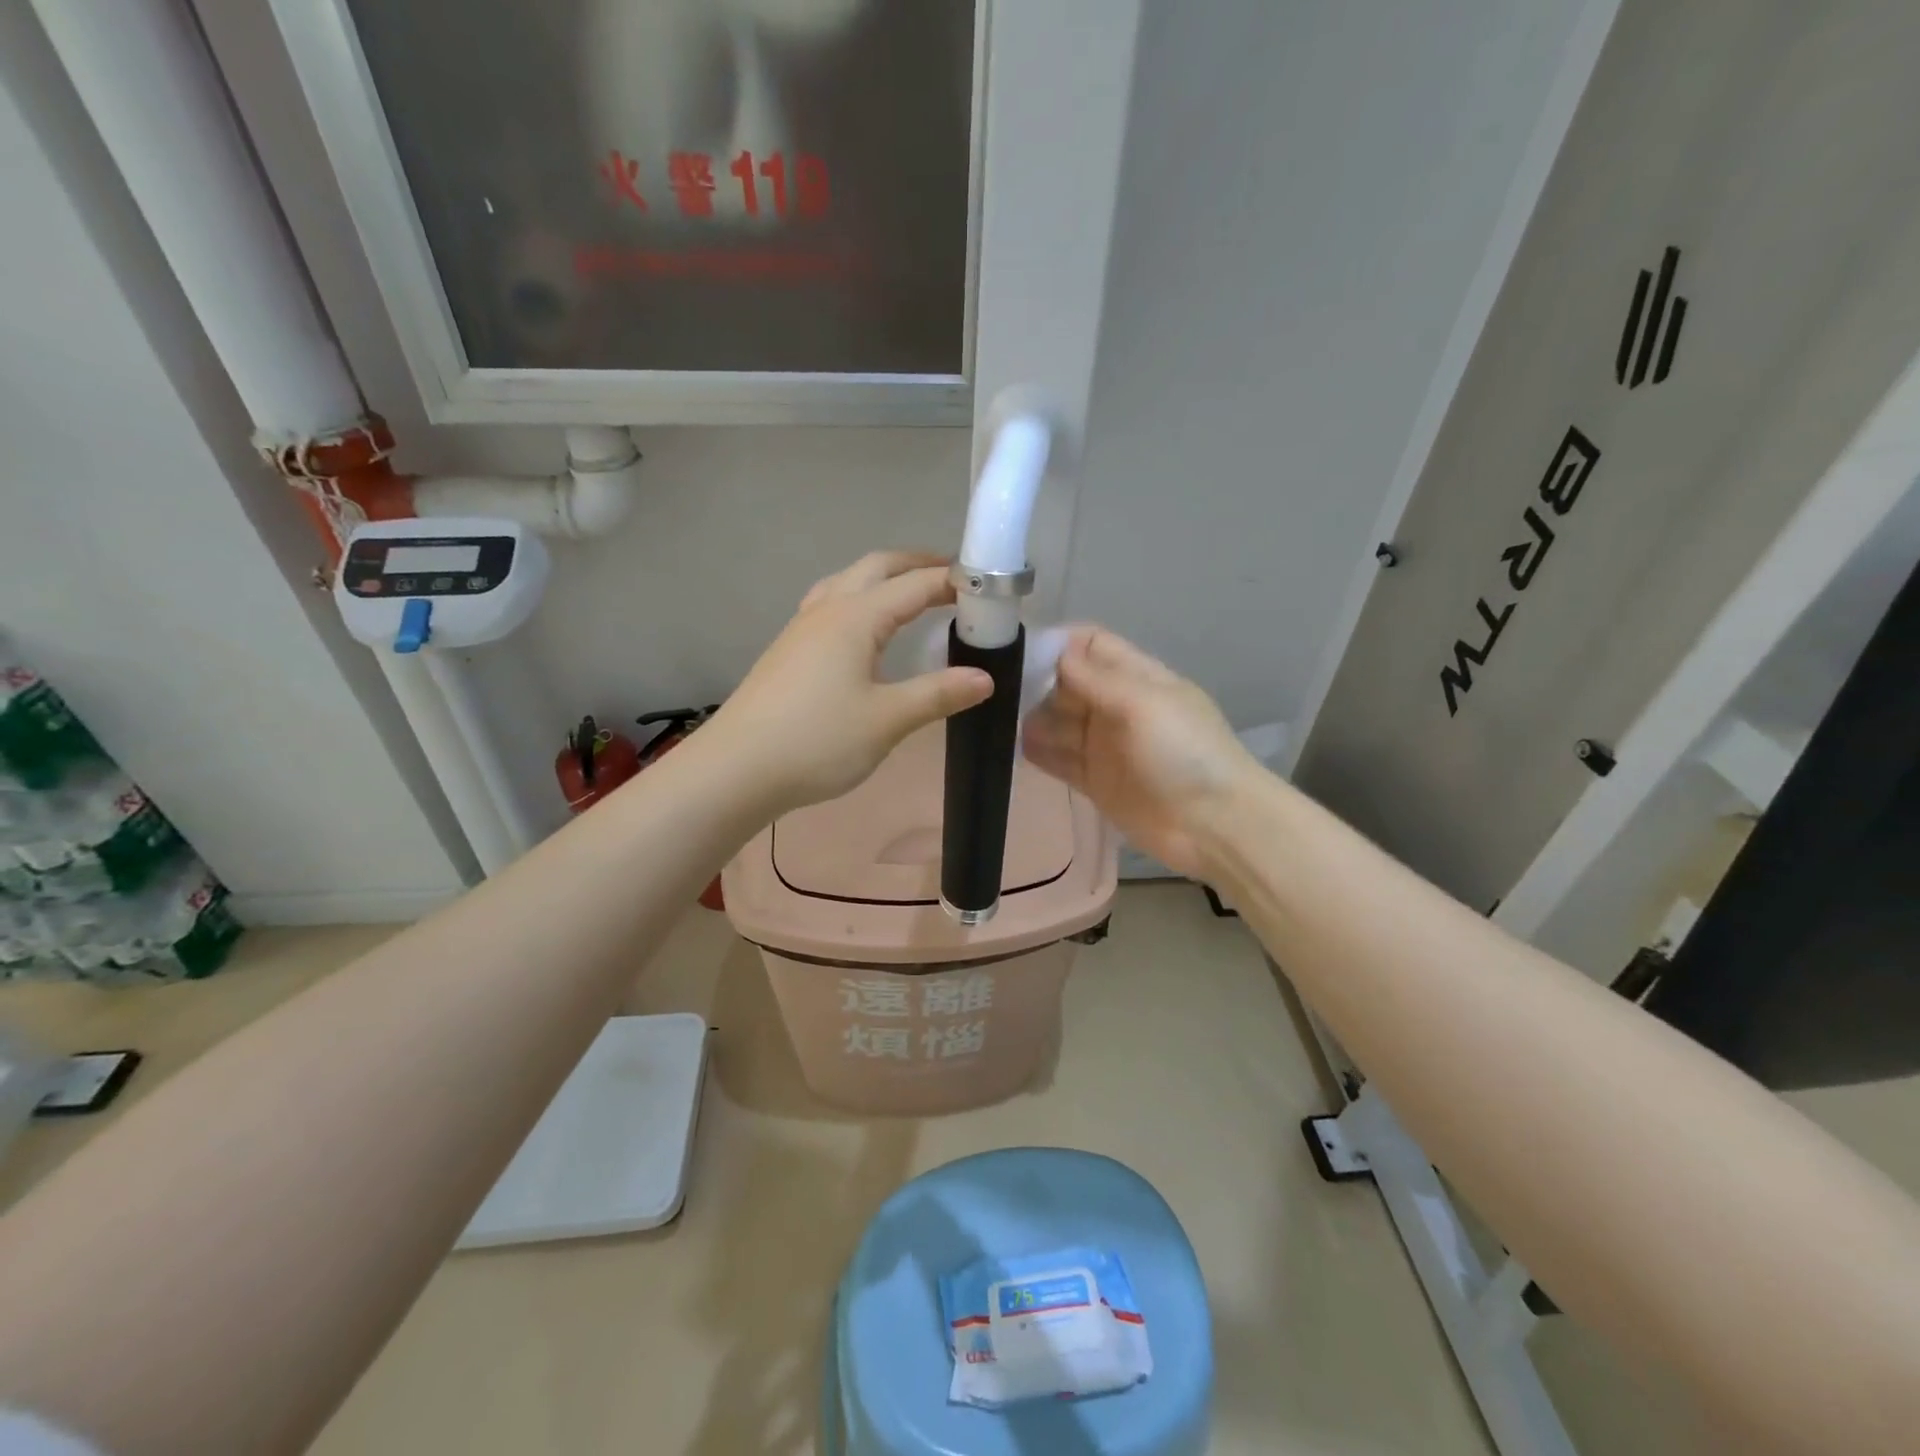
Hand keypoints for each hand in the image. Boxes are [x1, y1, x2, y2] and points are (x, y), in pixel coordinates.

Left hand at [703, 551, 993, 814]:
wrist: (736, 770)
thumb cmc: (817, 741)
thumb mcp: (887, 720)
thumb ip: (938, 695)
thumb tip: (986, 678)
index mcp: (855, 617)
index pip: (915, 584)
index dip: (953, 581)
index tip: (989, 586)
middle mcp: (827, 610)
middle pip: (876, 567)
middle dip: (917, 565)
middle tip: (954, 580)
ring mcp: (801, 629)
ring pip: (847, 582)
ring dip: (884, 579)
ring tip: (911, 596)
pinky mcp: (788, 652)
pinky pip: (830, 605)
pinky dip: (859, 600)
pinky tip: (862, 632)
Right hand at [1022, 627, 1260, 879]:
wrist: (1214, 825)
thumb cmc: (1183, 753)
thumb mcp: (1143, 703)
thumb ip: (1096, 678)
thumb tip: (1053, 650)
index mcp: (1135, 677)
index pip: (1090, 645)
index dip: (1057, 644)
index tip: (1018, 651)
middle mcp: (1116, 706)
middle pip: (1067, 683)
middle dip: (1036, 682)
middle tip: (997, 691)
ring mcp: (1104, 745)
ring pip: (1058, 722)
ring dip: (1032, 719)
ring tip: (997, 720)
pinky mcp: (1095, 781)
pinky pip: (1059, 759)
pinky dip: (1038, 752)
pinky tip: (1012, 748)